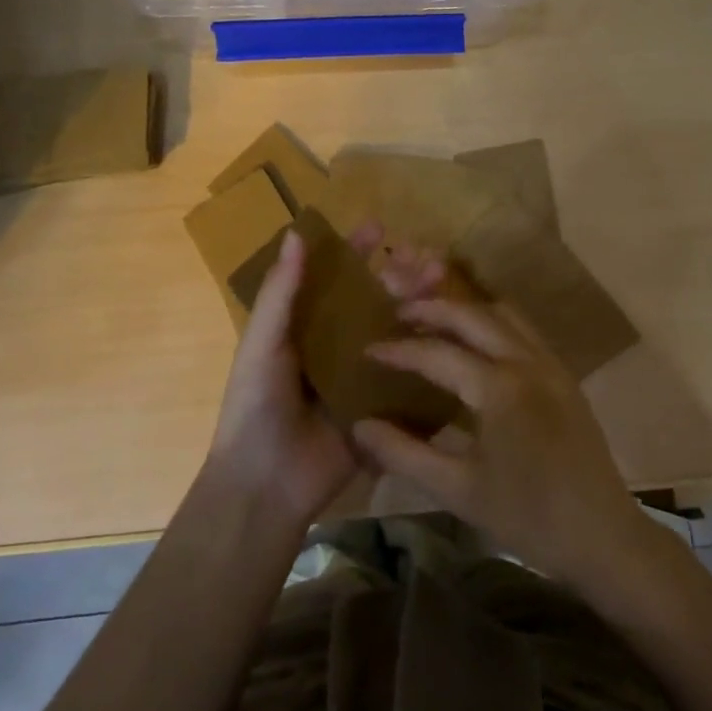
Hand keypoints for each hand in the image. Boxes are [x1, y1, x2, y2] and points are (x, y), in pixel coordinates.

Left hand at [204, 223, 446, 530]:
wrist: (266, 482)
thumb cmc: (256, 405)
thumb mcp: (263, 343)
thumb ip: (281, 292)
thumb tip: (296, 233)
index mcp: (306, 327)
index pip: (335, 280)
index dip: (355, 252)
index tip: (380, 228)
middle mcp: (337, 346)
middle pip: (375, 302)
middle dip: (401, 277)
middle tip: (429, 260)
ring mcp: (363, 377)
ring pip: (397, 333)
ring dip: (421, 307)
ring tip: (444, 283)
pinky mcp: (383, 408)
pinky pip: (409, 376)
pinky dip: (430, 354)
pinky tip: (455, 334)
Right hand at [351, 297, 651, 587]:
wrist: (602, 537)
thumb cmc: (526, 517)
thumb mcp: (457, 490)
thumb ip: (404, 453)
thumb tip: (360, 426)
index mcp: (499, 387)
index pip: (437, 353)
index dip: (399, 350)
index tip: (368, 349)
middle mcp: (527, 362)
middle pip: (473, 315)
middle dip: (433, 309)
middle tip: (398, 314)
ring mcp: (552, 365)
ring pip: (505, 315)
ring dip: (467, 312)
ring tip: (435, 323)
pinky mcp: (566, 377)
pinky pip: (525, 332)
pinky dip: (495, 324)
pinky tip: (478, 346)